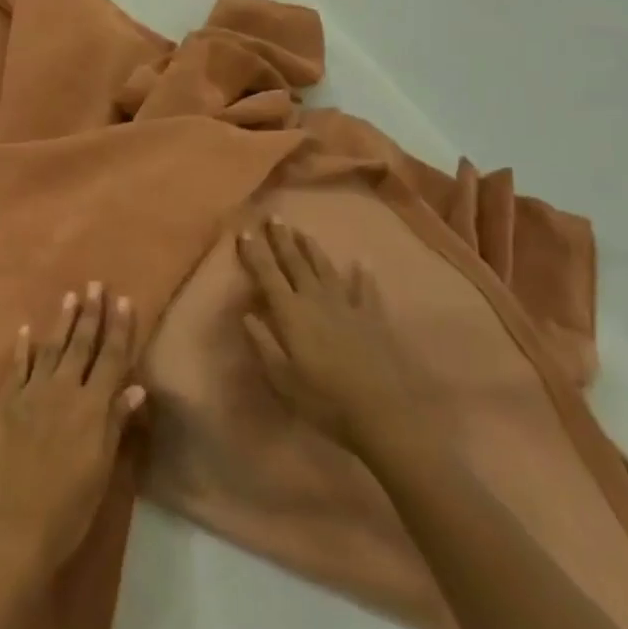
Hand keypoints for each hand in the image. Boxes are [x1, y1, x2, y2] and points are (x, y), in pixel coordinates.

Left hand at [0, 283, 146, 579]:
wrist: (14, 526)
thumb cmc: (69, 506)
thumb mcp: (102, 468)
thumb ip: (115, 423)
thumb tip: (135, 386)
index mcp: (92, 407)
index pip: (111, 358)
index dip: (119, 328)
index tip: (124, 300)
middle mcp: (63, 391)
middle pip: (81, 345)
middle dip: (91, 313)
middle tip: (95, 284)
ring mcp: (31, 394)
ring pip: (50, 348)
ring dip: (61, 321)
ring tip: (69, 296)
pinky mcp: (5, 403)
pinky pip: (16, 367)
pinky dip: (22, 347)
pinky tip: (25, 329)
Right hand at [238, 219, 419, 454]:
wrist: (382, 412)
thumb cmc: (324, 399)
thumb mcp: (282, 378)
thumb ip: (263, 343)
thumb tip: (247, 313)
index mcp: (292, 313)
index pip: (268, 275)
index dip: (255, 253)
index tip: (245, 230)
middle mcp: (317, 300)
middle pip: (296, 263)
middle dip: (283, 240)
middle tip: (274, 216)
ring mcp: (347, 306)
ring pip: (326, 269)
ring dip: (313, 249)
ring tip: (303, 231)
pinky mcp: (373, 317)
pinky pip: (366, 290)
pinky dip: (363, 274)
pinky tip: (362, 261)